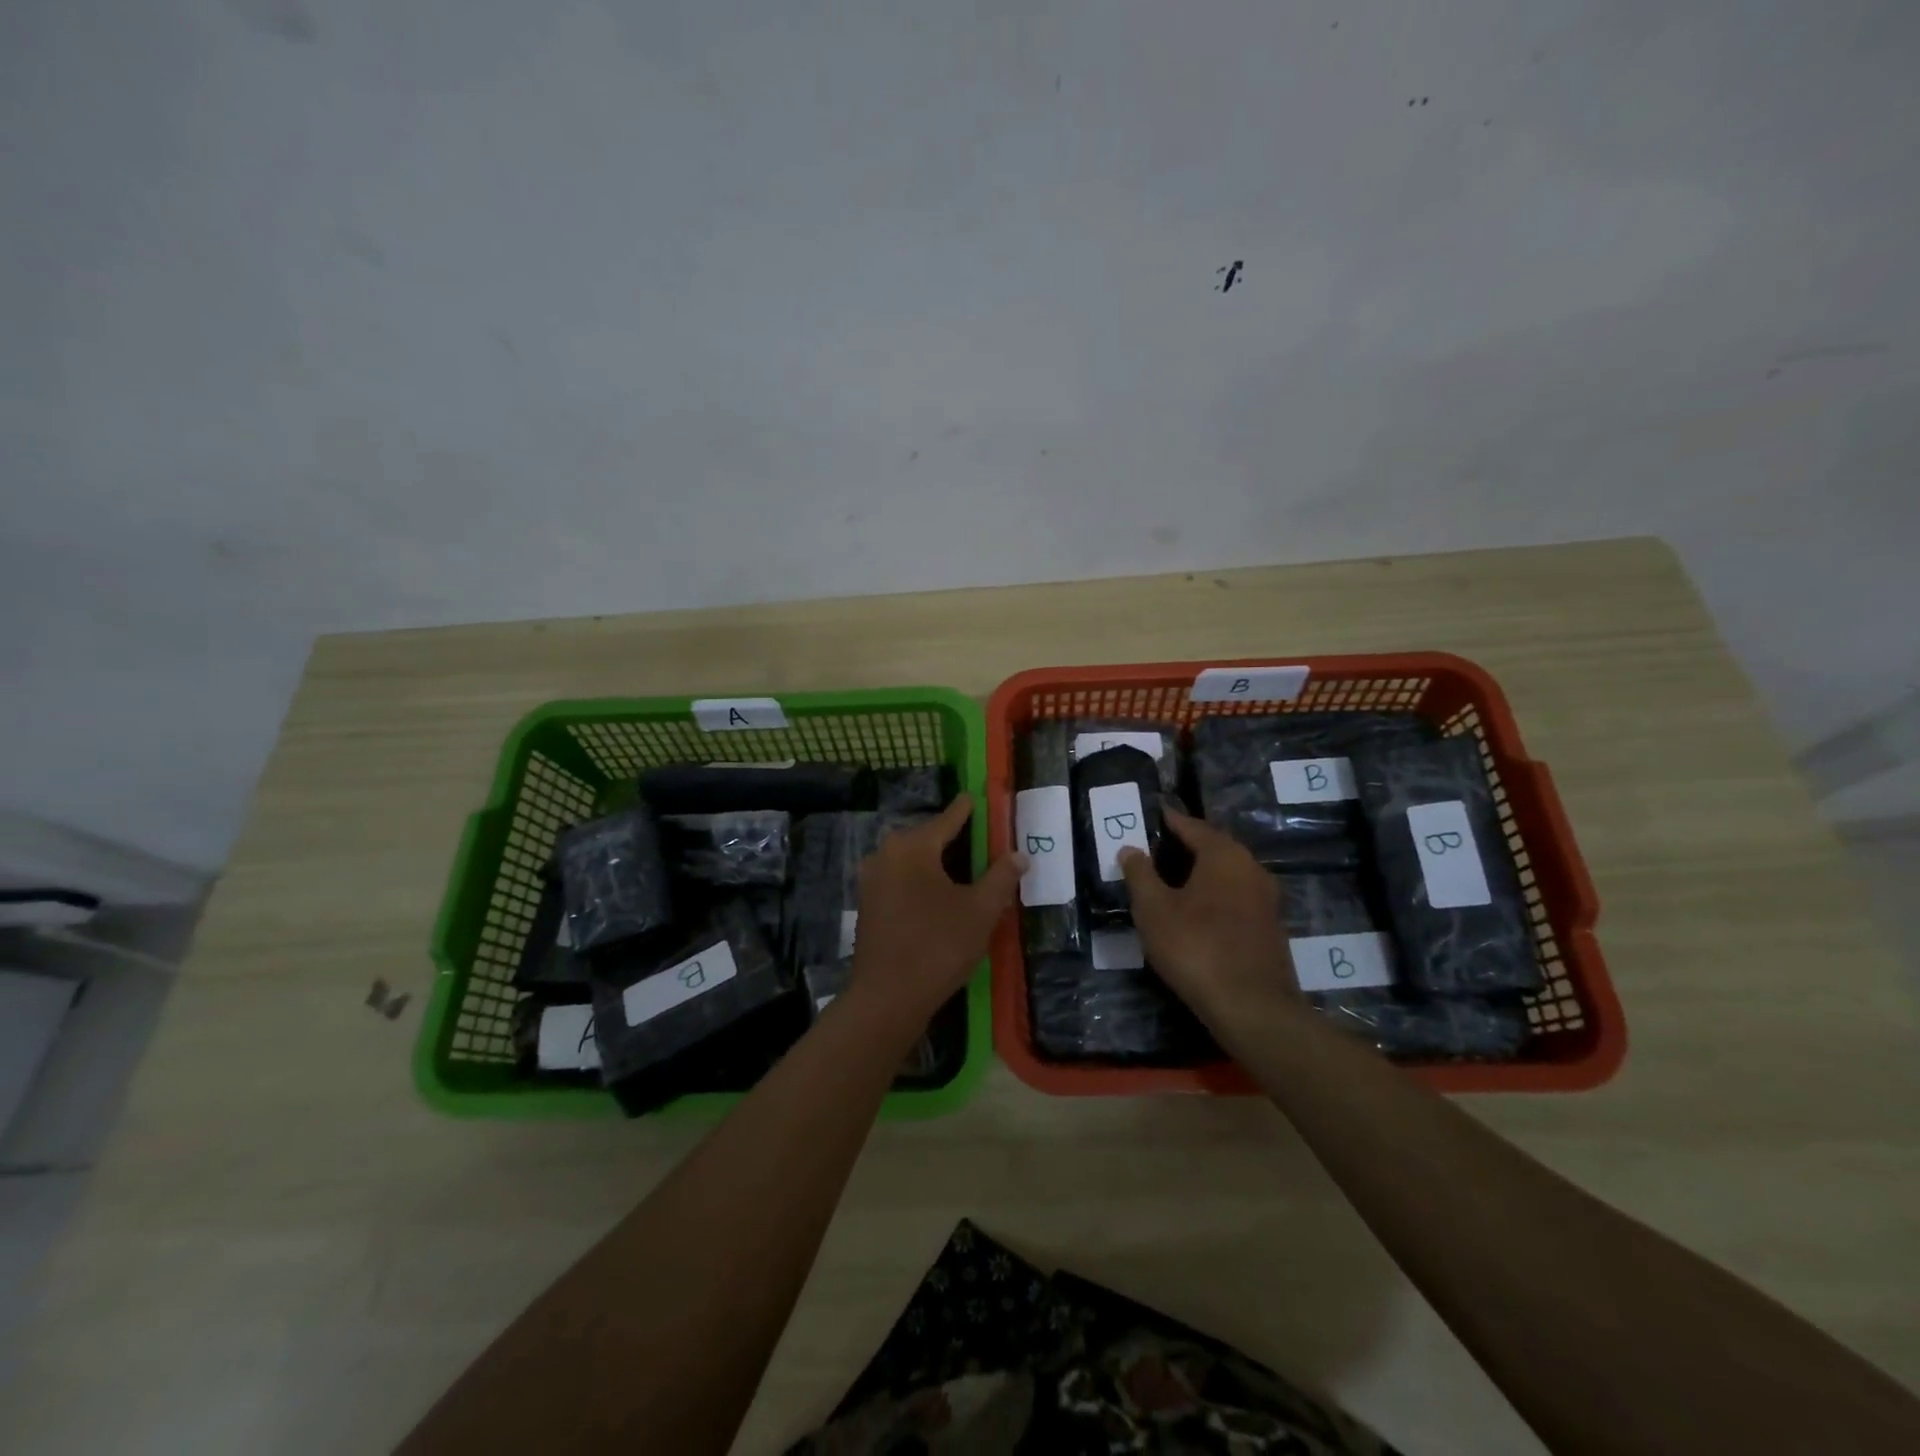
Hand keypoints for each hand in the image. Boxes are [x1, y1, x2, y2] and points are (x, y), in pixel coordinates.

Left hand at [847, 794, 1024, 1030]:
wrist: (887, 998)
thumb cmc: (938, 946)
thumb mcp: (980, 911)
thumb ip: (1001, 877)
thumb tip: (1019, 855)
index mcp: (913, 847)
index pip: (947, 819)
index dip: (965, 809)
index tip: (974, 796)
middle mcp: (886, 854)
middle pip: (926, 837)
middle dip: (951, 837)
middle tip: (978, 840)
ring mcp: (871, 880)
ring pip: (910, 859)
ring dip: (935, 861)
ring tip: (963, 869)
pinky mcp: (867, 904)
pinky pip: (899, 879)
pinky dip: (920, 879)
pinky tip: (938, 895)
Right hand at [1118, 807, 1297, 1019]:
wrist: (1253, 1007)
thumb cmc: (1196, 947)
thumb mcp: (1154, 909)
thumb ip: (1140, 874)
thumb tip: (1130, 849)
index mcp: (1225, 855)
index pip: (1192, 826)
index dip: (1170, 820)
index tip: (1152, 814)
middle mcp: (1251, 868)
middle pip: (1214, 847)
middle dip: (1186, 845)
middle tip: (1157, 847)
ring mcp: (1266, 899)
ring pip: (1227, 873)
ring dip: (1201, 872)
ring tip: (1171, 879)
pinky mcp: (1270, 927)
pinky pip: (1236, 897)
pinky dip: (1214, 895)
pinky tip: (1196, 910)